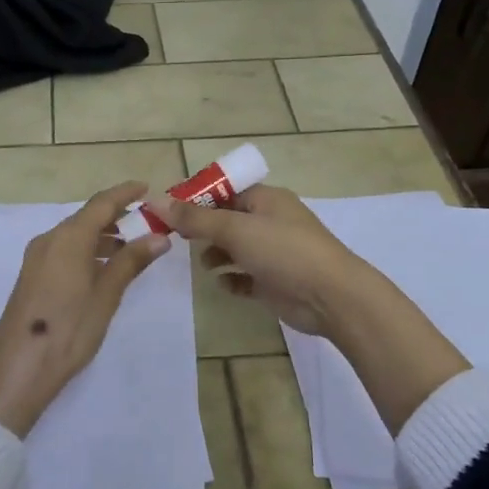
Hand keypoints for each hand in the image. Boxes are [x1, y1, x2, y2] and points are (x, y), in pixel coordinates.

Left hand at [0, 181, 171, 437]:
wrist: (17, 370)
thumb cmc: (68, 330)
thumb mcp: (105, 296)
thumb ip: (131, 262)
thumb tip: (159, 236)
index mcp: (68, 238)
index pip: (101, 203)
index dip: (124, 193)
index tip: (146, 188)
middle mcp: (49, 239)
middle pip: (86, 217)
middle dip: (115, 215)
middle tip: (145, 221)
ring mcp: (36, 258)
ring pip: (74, 234)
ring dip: (101, 235)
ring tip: (130, 248)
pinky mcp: (31, 276)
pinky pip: (63, 250)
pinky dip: (86, 250)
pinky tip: (102, 269)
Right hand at [149, 184, 470, 432]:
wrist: (332, 297)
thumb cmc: (284, 251)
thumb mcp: (235, 229)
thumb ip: (194, 218)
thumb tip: (155, 200)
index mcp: (266, 199)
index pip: (224, 190)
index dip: (196, 198)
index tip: (169, 211)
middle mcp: (270, 221)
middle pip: (227, 219)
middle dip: (203, 228)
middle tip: (176, 239)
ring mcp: (274, 253)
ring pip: (235, 248)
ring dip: (216, 254)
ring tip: (203, 263)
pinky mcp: (275, 282)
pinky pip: (245, 277)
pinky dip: (232, 279)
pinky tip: (223, 284)